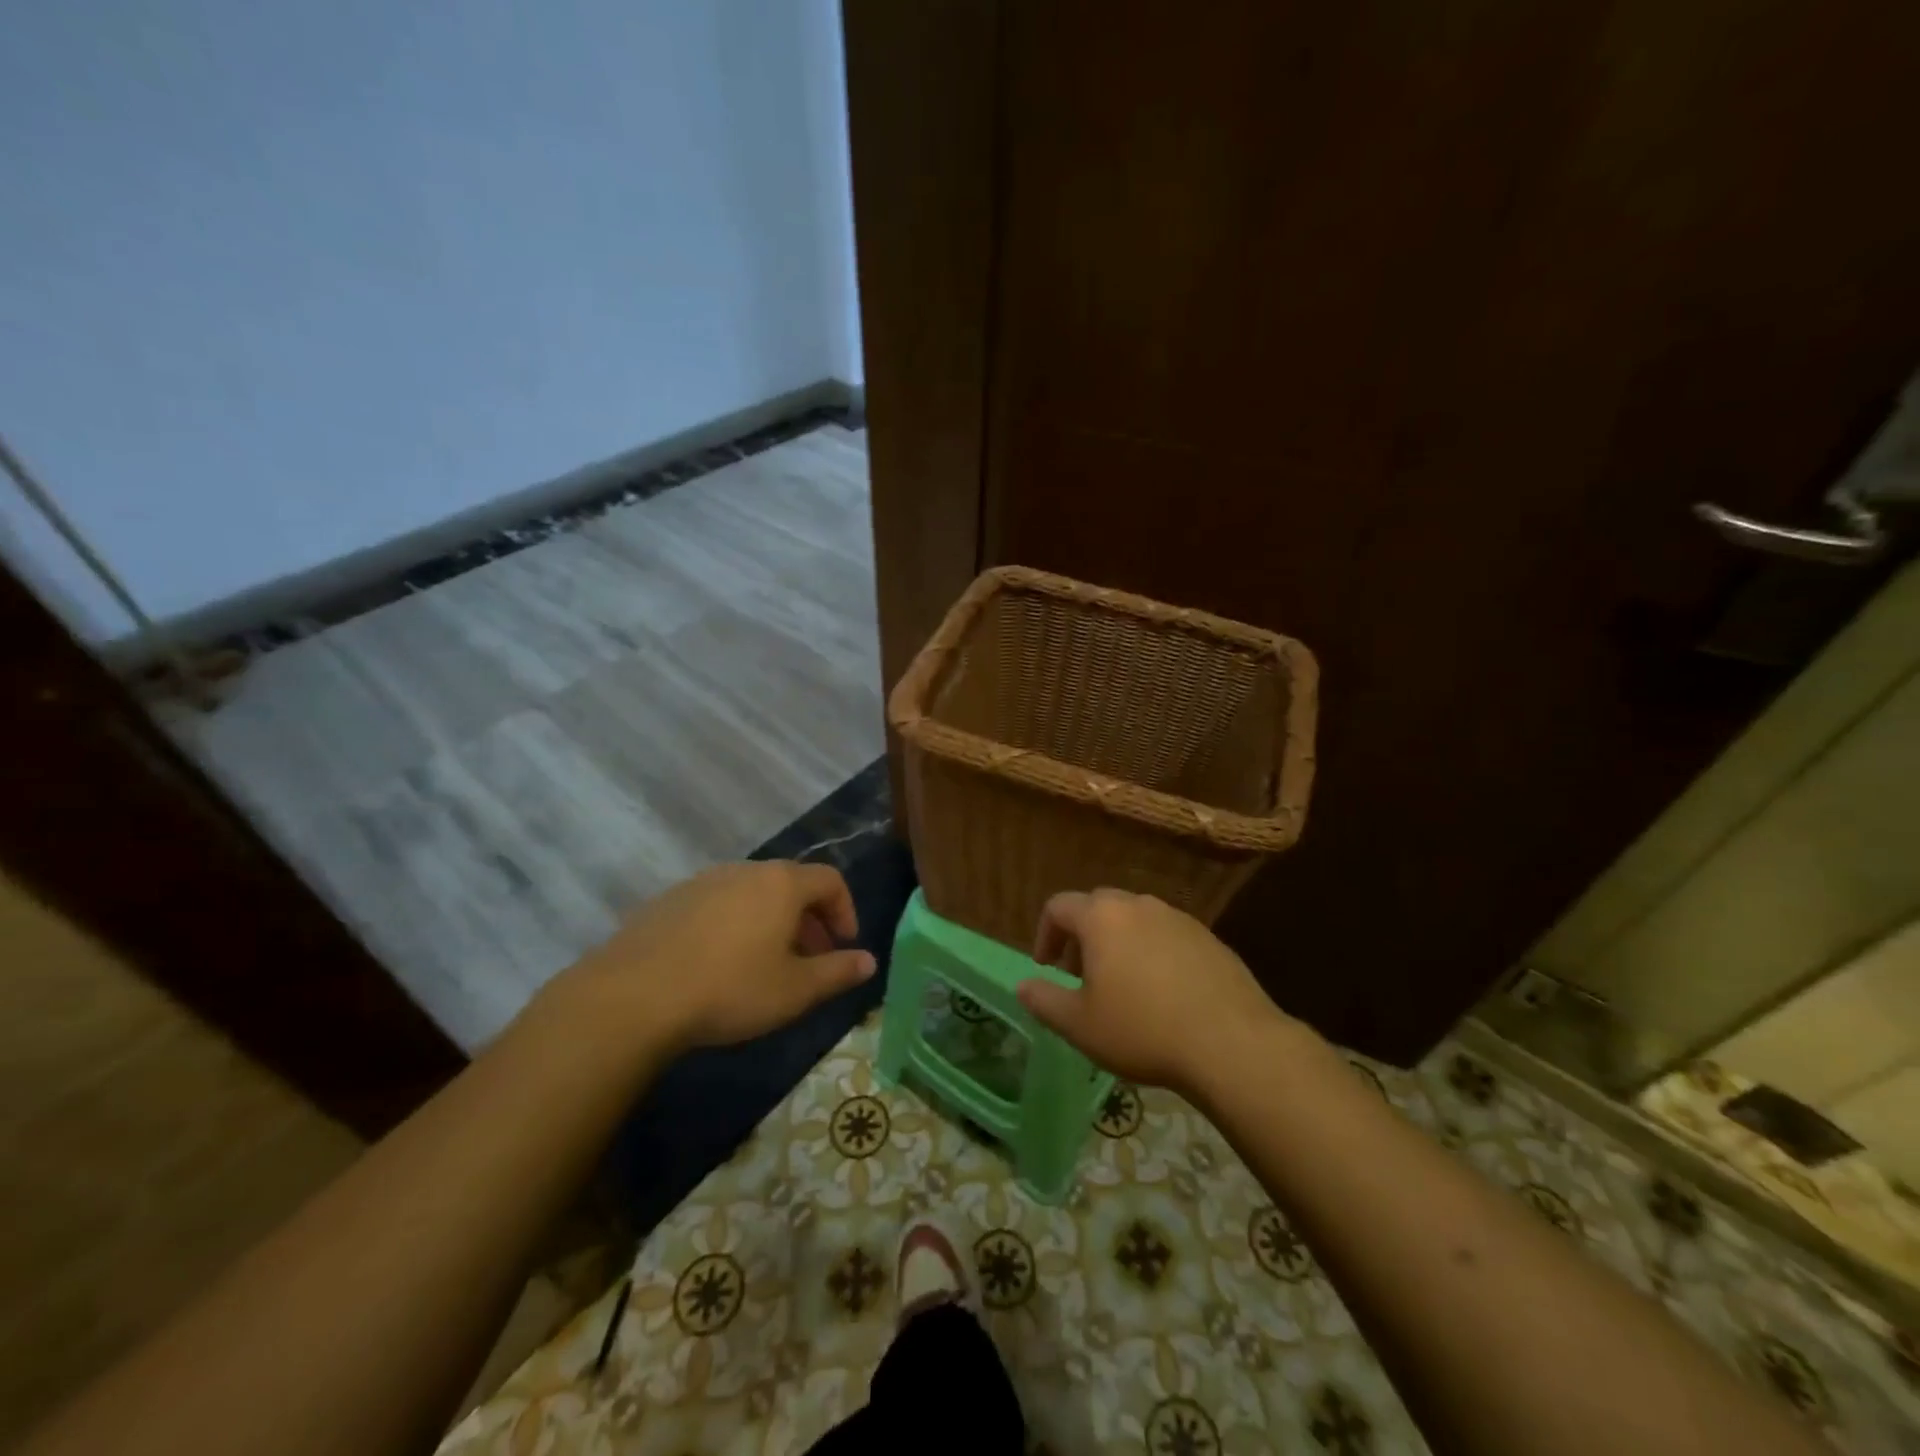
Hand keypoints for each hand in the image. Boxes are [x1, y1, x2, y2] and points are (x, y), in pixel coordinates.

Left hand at [555, 861, 875, 1055]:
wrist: (634, 996)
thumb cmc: (730, 989)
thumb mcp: (794, 990)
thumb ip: (837, 973)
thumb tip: (869, 961)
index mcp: (781, 884)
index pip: (830, 880)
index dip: (845, 910)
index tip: (845, 946)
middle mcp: (745, 871)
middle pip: (790, 884)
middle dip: (809, 920)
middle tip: (811, 960)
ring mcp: (703, 882)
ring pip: (752, 894)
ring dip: (771, 922)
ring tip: (766, 964)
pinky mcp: (669, 900)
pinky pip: (718, 904)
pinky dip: (734, 925)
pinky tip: (719, 965)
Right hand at [1016, 888, 1302, 1094]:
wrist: (1231, 1043)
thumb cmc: (1143, 1030)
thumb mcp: (1080, 1025)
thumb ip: (1044, 1000)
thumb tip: (1022, 986)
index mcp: (1101, 917)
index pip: (1058, 906)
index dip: (1045, 934)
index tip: (1047, 968)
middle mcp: (1138, 905)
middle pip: (1098, 906)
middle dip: (1081, 935)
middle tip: (1080, 974)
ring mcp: (1177, 918)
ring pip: (1135, 919)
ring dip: (1118, 942)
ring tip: (1121, 984)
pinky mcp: (1208, 937)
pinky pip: (1166, 934)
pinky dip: (1152, 951)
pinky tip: (1162, 992)